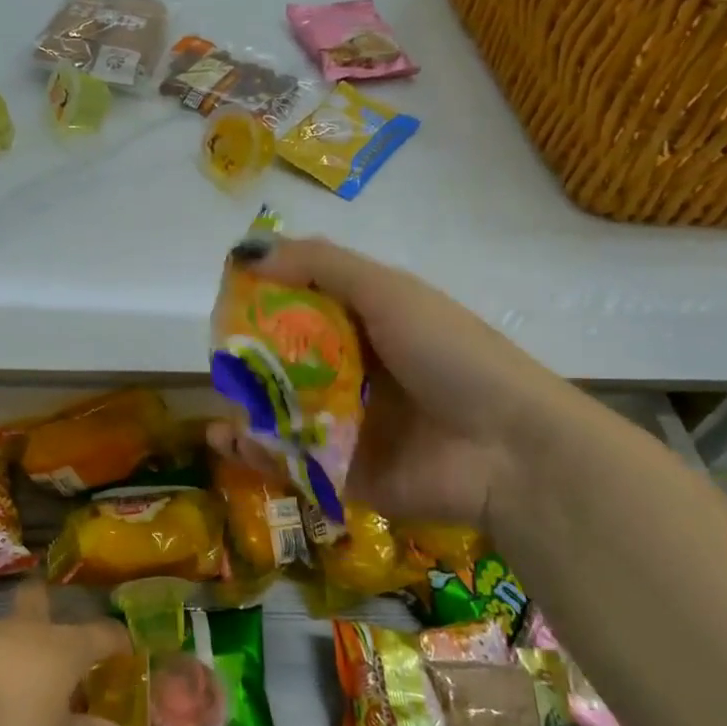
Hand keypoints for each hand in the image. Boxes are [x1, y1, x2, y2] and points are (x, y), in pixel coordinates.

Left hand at [0, 579, 136, 725]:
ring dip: (17, 638)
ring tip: (17, 662)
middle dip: (51, 605)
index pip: (103, 634)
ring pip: (12, 624)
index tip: (126, 648)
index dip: (118, 641)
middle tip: (52, 613)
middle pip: (45, 603)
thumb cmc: (11, 712)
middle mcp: (34, 629)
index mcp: (68, 647)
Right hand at [207, 235, 569, 535]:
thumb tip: (246, 252)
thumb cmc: (449, 355)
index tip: (228, 300)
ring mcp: (348, 426)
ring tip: (217, 407)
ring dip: (245, 409)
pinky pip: (292, 461)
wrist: (508, 450)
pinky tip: (229, 441)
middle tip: (219, 360)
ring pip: (282, 413)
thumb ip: (319, 266)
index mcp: (367, 326)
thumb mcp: (388, 292)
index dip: (265, 301)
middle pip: (287, 363)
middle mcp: (354, 373)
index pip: (303, 307)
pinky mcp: (344, 473)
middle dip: (249, 362)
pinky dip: (258, 453)